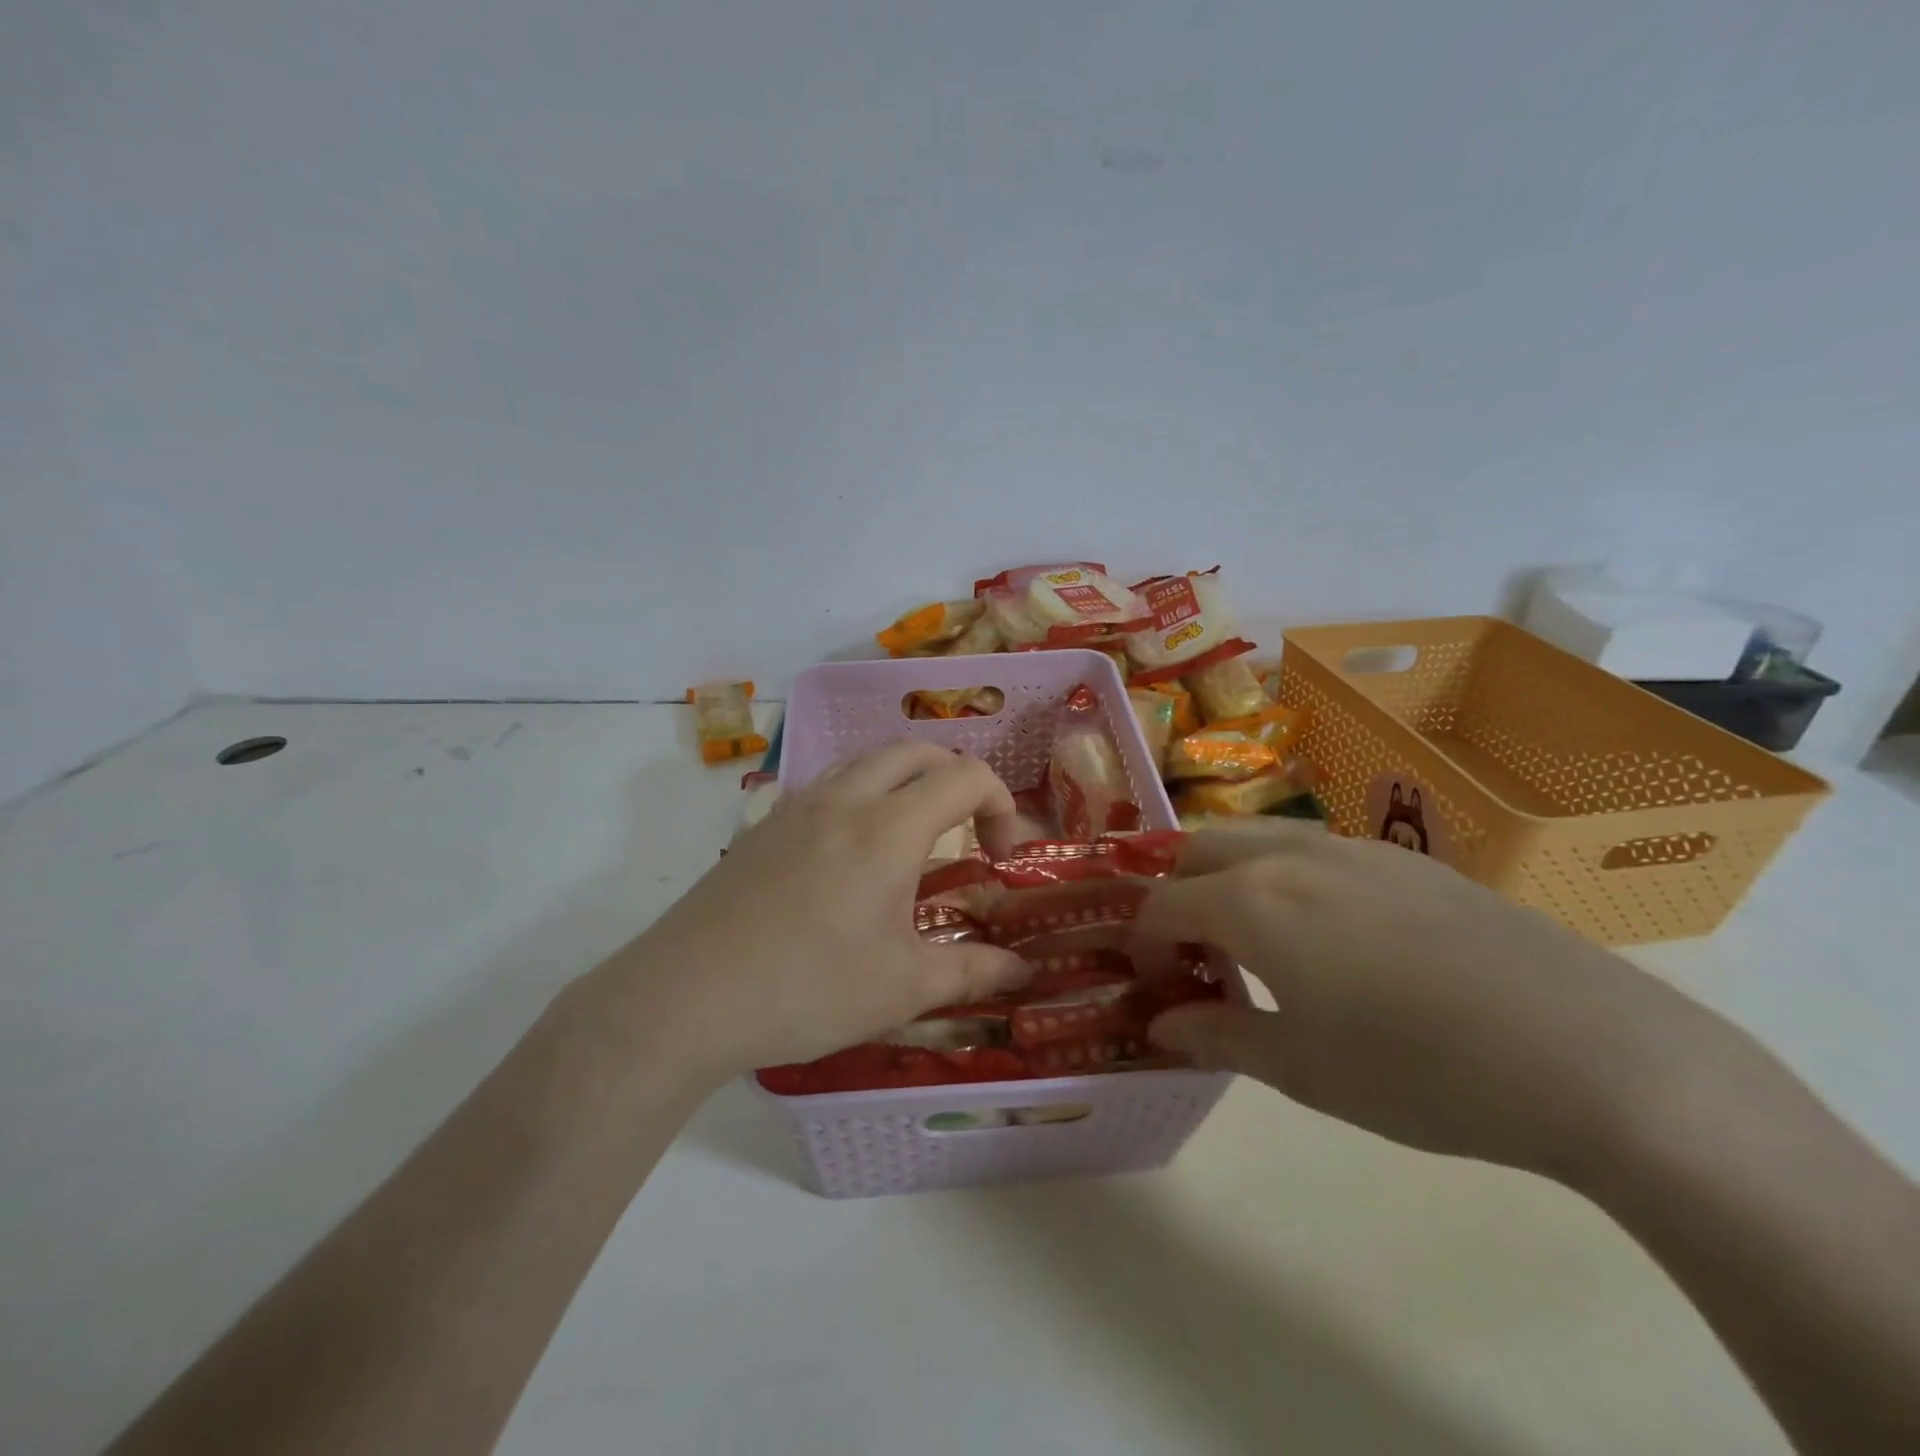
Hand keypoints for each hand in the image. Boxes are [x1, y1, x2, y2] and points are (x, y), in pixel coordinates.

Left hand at [597, 743, 1031, 1085]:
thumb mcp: (903, 988)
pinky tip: (853, 851)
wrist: (685, 997)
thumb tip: (1024, 971)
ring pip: (868, 759)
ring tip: (915, 833)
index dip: (1002, 805)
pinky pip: (829, 783)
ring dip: (908, 779)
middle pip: (918, 752)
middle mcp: (846, 798)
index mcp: (889, 827)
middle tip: (967, 834)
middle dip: (958, 780)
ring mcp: (798, 805)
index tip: (1002, 858)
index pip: (966, 776)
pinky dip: (863, 793)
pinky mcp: (765, 824)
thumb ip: (973, 971)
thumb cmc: (807, 989)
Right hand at [1136, 826, 1724, 1179]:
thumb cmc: (1421, 1071)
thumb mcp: (1303, 1070)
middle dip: (1175, 896)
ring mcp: (1353, 849)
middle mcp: (1291, 855)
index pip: (1161, 904)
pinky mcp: (1407, 860)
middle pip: (1196, 851)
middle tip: (1194, 957)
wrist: (1593, 1055)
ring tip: (1254, 943)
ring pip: (1255, 840)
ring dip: (1228, 879)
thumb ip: (1217, 1037)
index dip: (1143, 944)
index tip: (1154, 986)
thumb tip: (1161, 1025)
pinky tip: (1330, 938)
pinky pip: (1312, 850)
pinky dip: (1283, 878)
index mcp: (1253, 900)